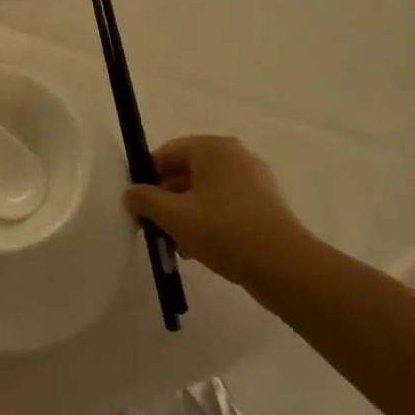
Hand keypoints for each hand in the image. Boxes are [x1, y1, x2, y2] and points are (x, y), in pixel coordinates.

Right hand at [123, 136, 322, 292]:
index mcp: (213, 148)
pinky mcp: (265, 204)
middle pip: (186, 172)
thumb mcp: (173, 215)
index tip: (138, 206)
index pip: (166, 153)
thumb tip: (131, 194)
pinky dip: (208, 221)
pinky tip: (199, 249)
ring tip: (176, 244)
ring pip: (205, 192)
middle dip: (166, 200)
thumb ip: (144, 200)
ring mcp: (254, 180)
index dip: (147, 178)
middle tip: (154, 227)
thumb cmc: (223, 230)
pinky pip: (225, 205)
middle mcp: (235, 156)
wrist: (284, 266)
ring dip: (185, 214)